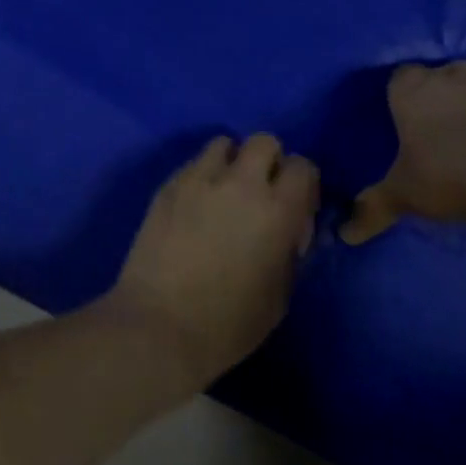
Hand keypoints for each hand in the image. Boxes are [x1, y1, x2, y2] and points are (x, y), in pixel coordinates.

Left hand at [111, 134, 319, 389]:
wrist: (161, 323)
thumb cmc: (229, 322)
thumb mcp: (280, 293)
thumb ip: (288, 248)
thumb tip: (288, 228)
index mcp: (277, 211)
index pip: (303, 167)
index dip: (302, 183)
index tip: (295, 205)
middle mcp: (240, 183)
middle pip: (263, 141)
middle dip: (268, 161)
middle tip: (260, 192)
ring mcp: (198, 179)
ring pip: (223, 144)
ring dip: (231, 162)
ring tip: (224, 193)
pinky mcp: (168, 185)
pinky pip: (193, 164)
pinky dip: (202, 175)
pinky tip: (195, 206)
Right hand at [341, 62, 465, 244]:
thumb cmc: (448, 176)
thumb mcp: (403, 195)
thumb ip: (373, 208)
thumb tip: (345, 235)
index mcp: (410, 90)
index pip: (400, 77)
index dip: (403, 95)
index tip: (407, 119)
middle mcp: (449, 77)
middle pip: (441, 76)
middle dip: (441, 94)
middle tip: (440, 129)